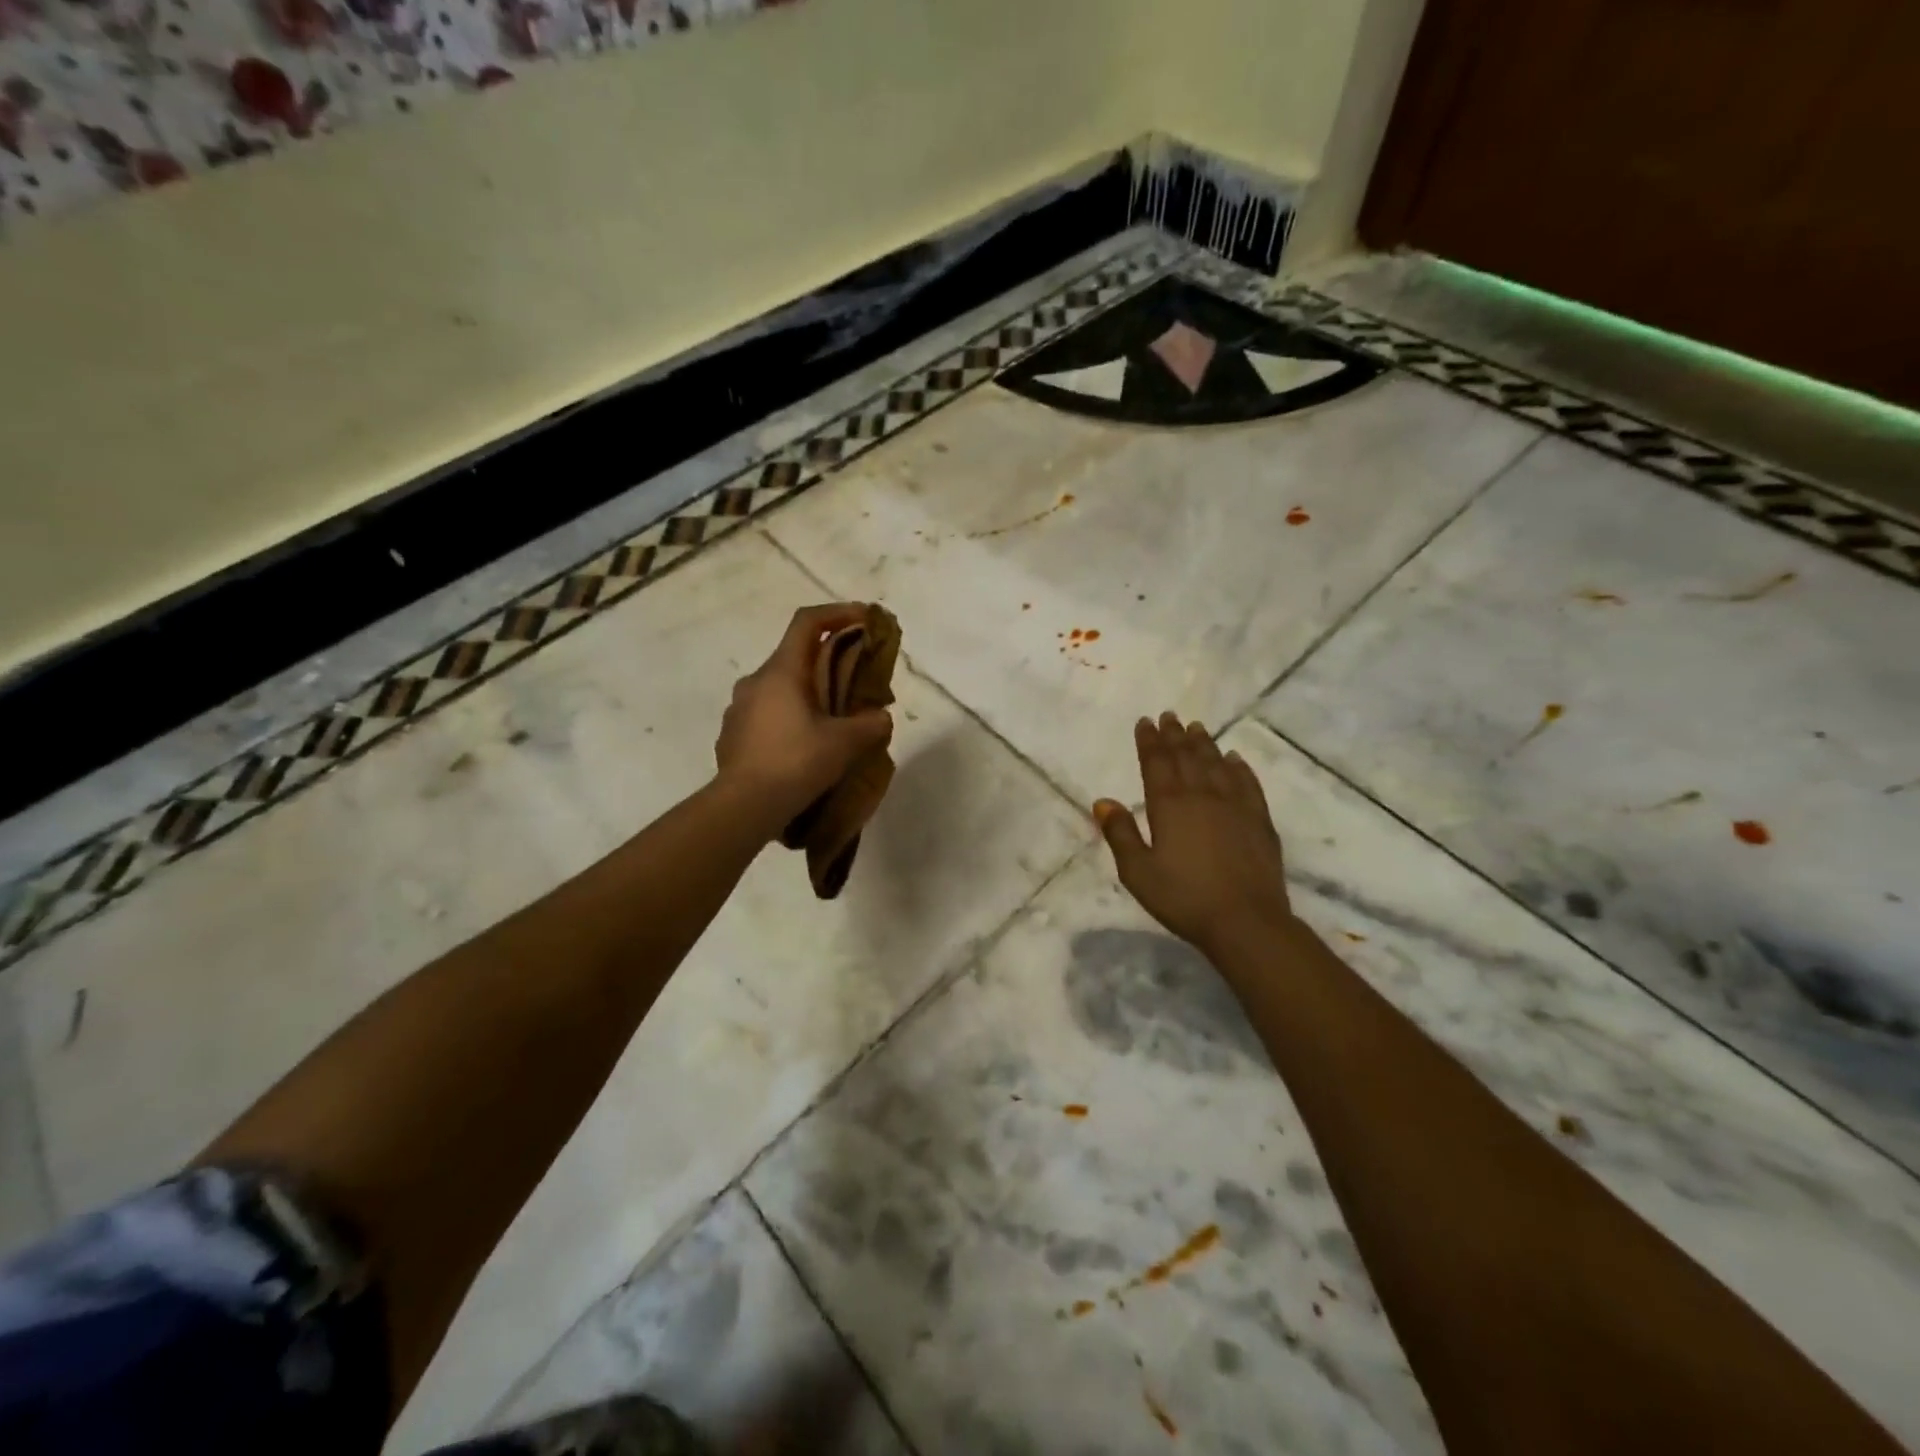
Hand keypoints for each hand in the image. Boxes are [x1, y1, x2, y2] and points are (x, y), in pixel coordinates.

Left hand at [715, 603, 893, 836]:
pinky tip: (802, 748)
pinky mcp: (731, 735)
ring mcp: (738, 709)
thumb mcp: (845, 743)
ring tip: (830, 722)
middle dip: (827, 662)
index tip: (864, 618)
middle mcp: (755, 681)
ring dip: (806, 695)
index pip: (808, 622)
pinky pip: (765, 715)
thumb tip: (880, 718)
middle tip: (854, 683)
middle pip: (795, 656)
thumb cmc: (796, 763)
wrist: (743, 806)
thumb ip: (871, 724)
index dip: (838, 613)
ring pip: (779, 689)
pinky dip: (788, 719)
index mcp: (781, 671)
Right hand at [1095, 713, 1295, 957]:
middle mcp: (1202, 795)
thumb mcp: (1138, 872)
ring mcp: (1235, 805)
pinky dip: (1239, 767)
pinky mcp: (1259, 820)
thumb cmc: (1183, 898)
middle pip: (1186, 757)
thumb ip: (1121, 834)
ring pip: (1216, 764)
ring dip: (1204, 744)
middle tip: (1169, 716)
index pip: (1156, 763)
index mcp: (1169, 805)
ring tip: (1197, 728)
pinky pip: (1248, 783)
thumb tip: (1102, 801)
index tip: (1145, 721)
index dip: (1149, 741)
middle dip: (1175, 735)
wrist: (1246, 921)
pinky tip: (1235, 759)